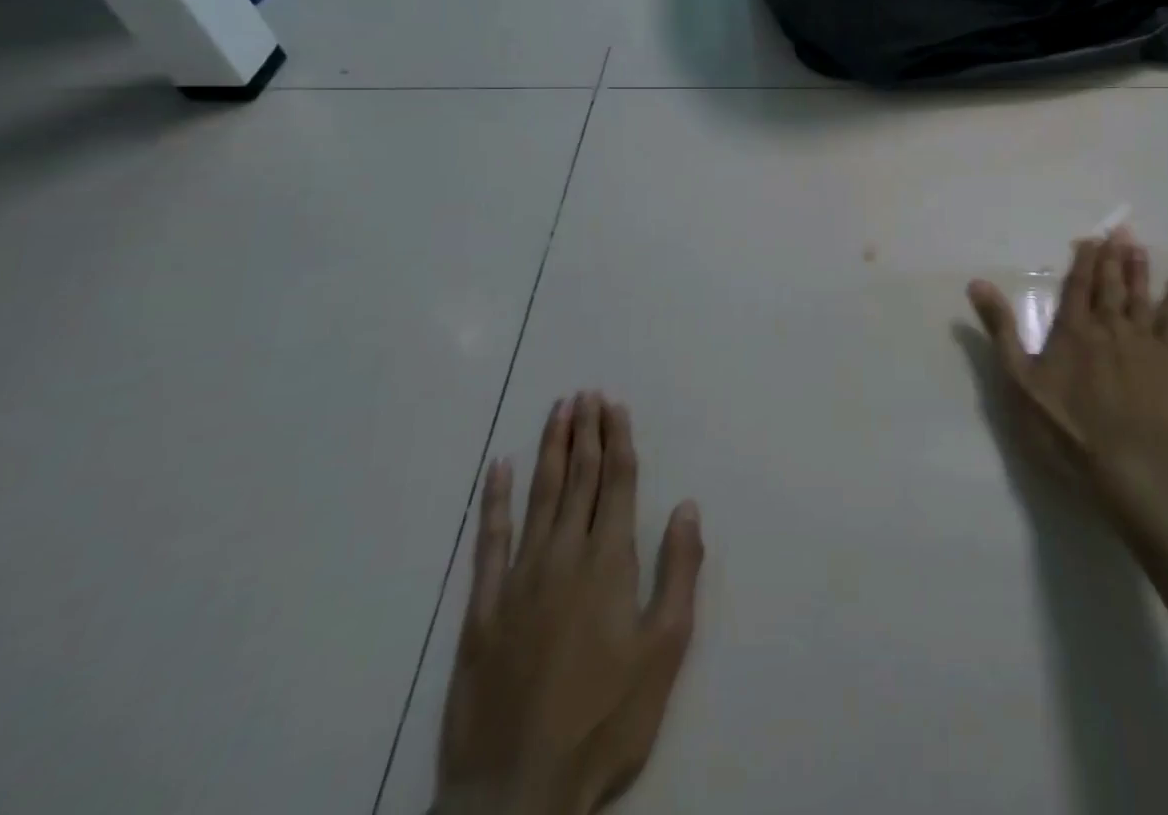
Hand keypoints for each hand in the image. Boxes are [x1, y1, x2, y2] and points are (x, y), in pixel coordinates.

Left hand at [436, 394, 702, 814]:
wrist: (516, 795)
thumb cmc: (605, 719)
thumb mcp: (664, 650)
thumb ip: (678, 572)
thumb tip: (687, 506)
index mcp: (609, 563)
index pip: (616, 484)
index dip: (617, 441)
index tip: (615, 405)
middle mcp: (563, 556)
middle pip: (578, 480)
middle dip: (585, 433)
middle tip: (585, 393)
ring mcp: (517, 580)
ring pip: (538, 497)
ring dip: (549, 450)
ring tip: (557, 411)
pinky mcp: (480, 609)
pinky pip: (488, 541)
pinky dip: (495, 501)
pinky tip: (498, 468)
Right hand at [969, 228, 1167, 518]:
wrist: (1134, 463)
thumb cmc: (1068, 426)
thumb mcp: (1020, 381)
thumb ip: (1000, 330)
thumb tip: (977, 283)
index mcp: (1073, 329)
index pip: (1078, 286)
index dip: (1084, 260)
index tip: (1091, 238)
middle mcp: (1109, 326)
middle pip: (1111, 284)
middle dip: (1114, 256)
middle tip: (1121, 230)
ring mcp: (1143, 342)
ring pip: (1140, 296)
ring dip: (1140, 270)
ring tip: (1140, 247)